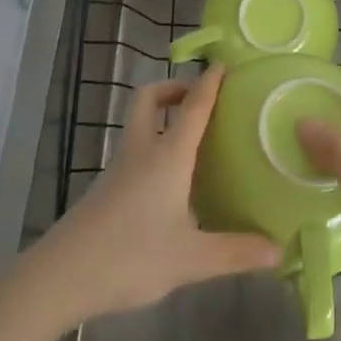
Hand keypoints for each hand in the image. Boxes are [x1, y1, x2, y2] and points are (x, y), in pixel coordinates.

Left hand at [24, 67, 279, 325]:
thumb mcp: (191, 259)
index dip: (209, 83)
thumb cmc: (131, 256)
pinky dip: (153, 147)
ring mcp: (119, 168)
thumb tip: (279, 251)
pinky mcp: (106, 188)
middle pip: (149, 99)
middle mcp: (142, 152)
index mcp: (167, 156)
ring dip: (162, 118)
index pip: (192, 107)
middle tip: (200, 99)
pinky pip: (135, 151)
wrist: (61, 276)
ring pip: (139, 125)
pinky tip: (170, 181)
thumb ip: (236, 253)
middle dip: (173, 88)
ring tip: (193, 139)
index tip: (223, 64)